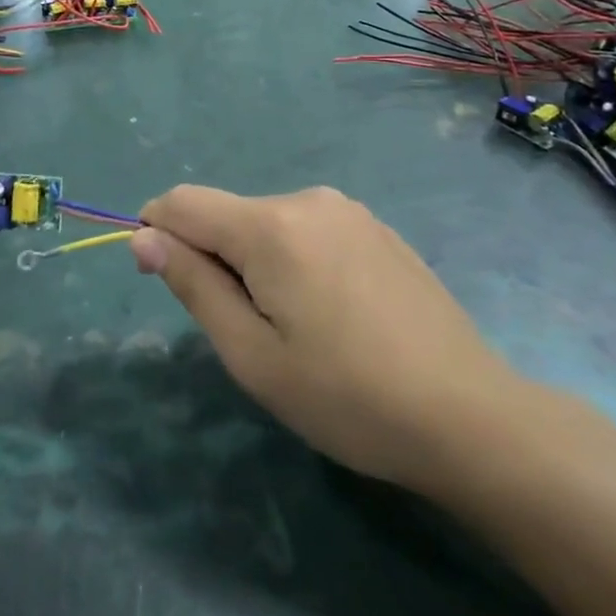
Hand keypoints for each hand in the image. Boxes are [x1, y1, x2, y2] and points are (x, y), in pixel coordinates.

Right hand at [132, 186, 518, 490]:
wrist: (469, 416)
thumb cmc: (347, 397)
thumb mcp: (252, 355)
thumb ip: (193, 285)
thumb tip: (145, 236)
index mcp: (271, 225)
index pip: (182, 202)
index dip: (157, 233)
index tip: (167, 283)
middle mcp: (308, 199)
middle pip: (227, 215)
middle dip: (214, 259)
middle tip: (249, 334)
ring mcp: (348, 210)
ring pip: (268, 225)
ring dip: (256, 264)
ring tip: (297, 329)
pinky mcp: (376, 228)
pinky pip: (308, 231)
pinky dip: (295, 262)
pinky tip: (334, 315)